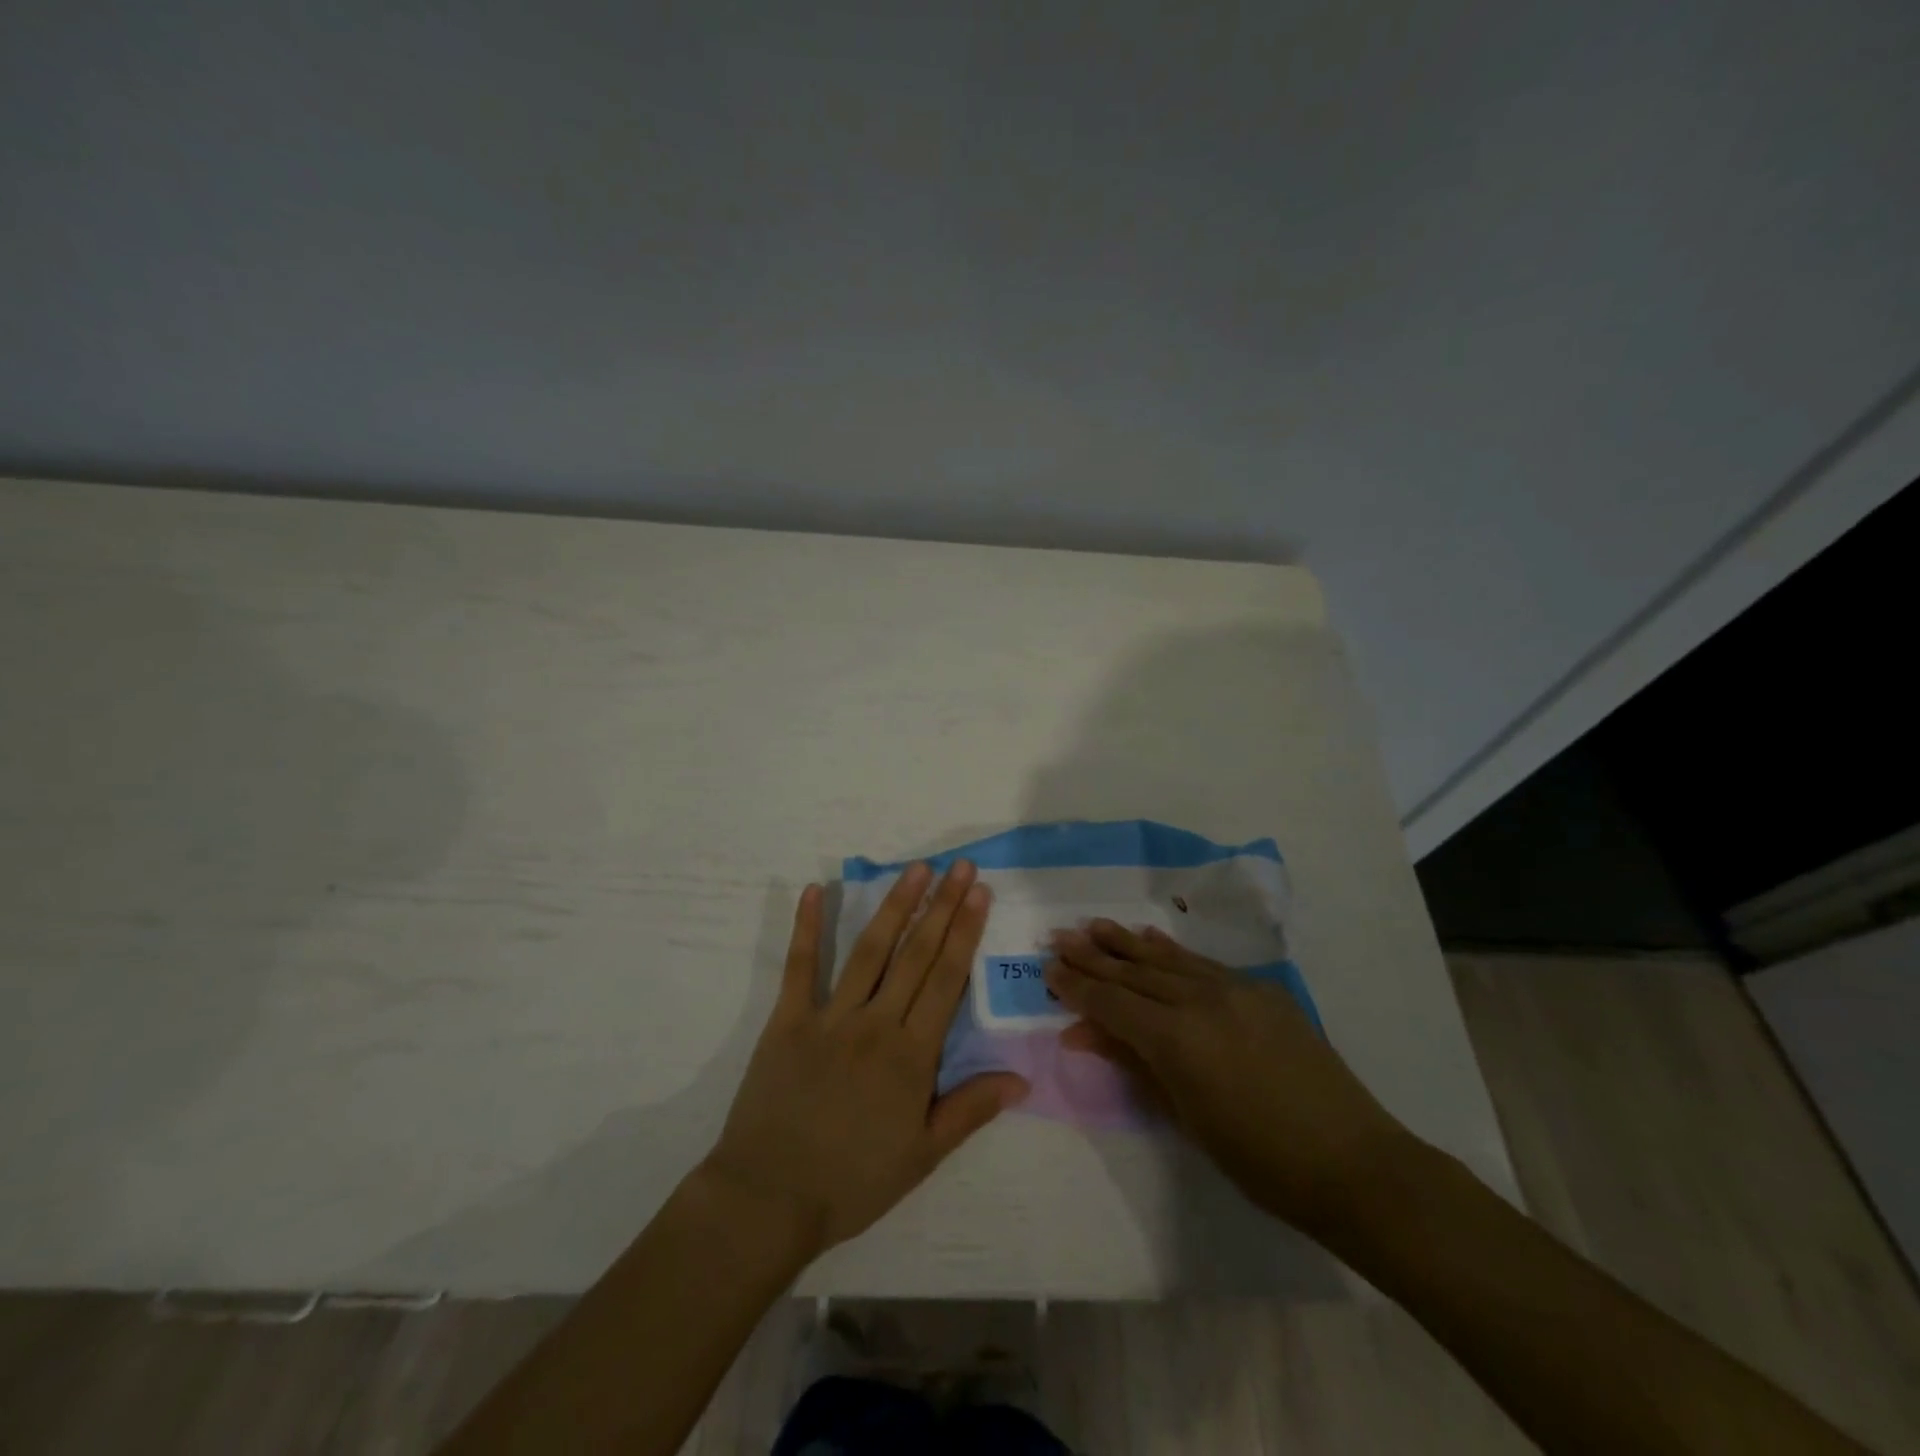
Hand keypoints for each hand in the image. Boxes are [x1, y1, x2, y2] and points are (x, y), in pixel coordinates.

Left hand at [701, 861, 1028, 1255]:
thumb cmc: (852, 1182)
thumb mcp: (922, 1156)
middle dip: (942, 906)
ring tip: (915, 869)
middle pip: (916, 954)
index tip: (979, 893)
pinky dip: (808, 927)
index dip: (965, 932)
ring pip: (870, 950)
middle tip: (959, 865)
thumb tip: (1022, 1077)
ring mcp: (829, 1017)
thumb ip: (971, 1109)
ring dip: (894, 906)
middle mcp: (875, 1023)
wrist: (769, 1200)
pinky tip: (815, 890)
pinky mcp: (787, 1020)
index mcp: (911, 1055)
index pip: (946, 979)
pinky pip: (800, 967)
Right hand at [1046, 920, 1414, 1237]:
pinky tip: (1152, 938)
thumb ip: (1133, 1064)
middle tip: (1059, 937)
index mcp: (1177, 1038)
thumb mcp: (1185, 1116)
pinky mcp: (1262, 990)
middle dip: (1093, 957)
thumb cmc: (1259, 1160)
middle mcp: (1201, 1000)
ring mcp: (1235, 989)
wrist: (1354, 1163)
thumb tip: (1083, 1033)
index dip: (1077, 987)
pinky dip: (1173, 951)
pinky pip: (1204, 964)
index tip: (1048, 969)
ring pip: (1168, 959)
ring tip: (1095, 925)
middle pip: (1134, 973)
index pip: (1112, 1003)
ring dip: (1127, 943)